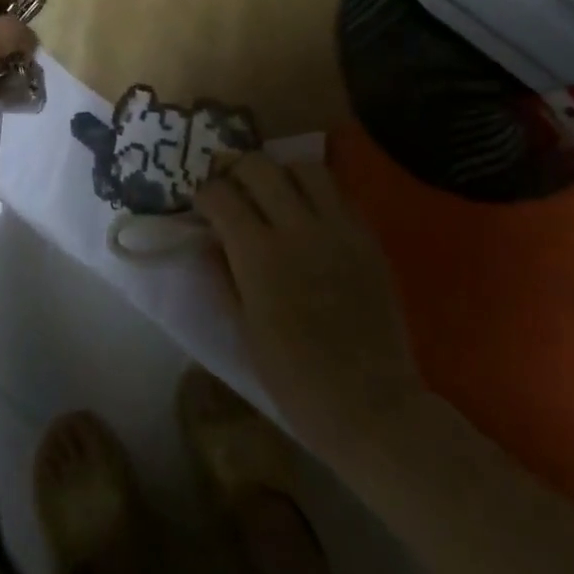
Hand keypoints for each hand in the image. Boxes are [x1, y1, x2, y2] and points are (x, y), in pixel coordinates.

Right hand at [199, 155, 418, 461]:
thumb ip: (224, 274)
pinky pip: (338, 194)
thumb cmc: (294, 378)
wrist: (371, 407)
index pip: (220, 195)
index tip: (203, 205)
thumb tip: (210, 238)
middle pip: (259, 166)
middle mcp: (298, 229)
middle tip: (232, 189)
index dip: (204, 194)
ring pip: (304, 167)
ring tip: (275, 195)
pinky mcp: (368, 239)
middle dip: (236, 170)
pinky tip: (309, 217)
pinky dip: (316, 194)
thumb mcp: (244, 328)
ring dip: (281, 174)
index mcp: (259, 256)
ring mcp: (339, 230)